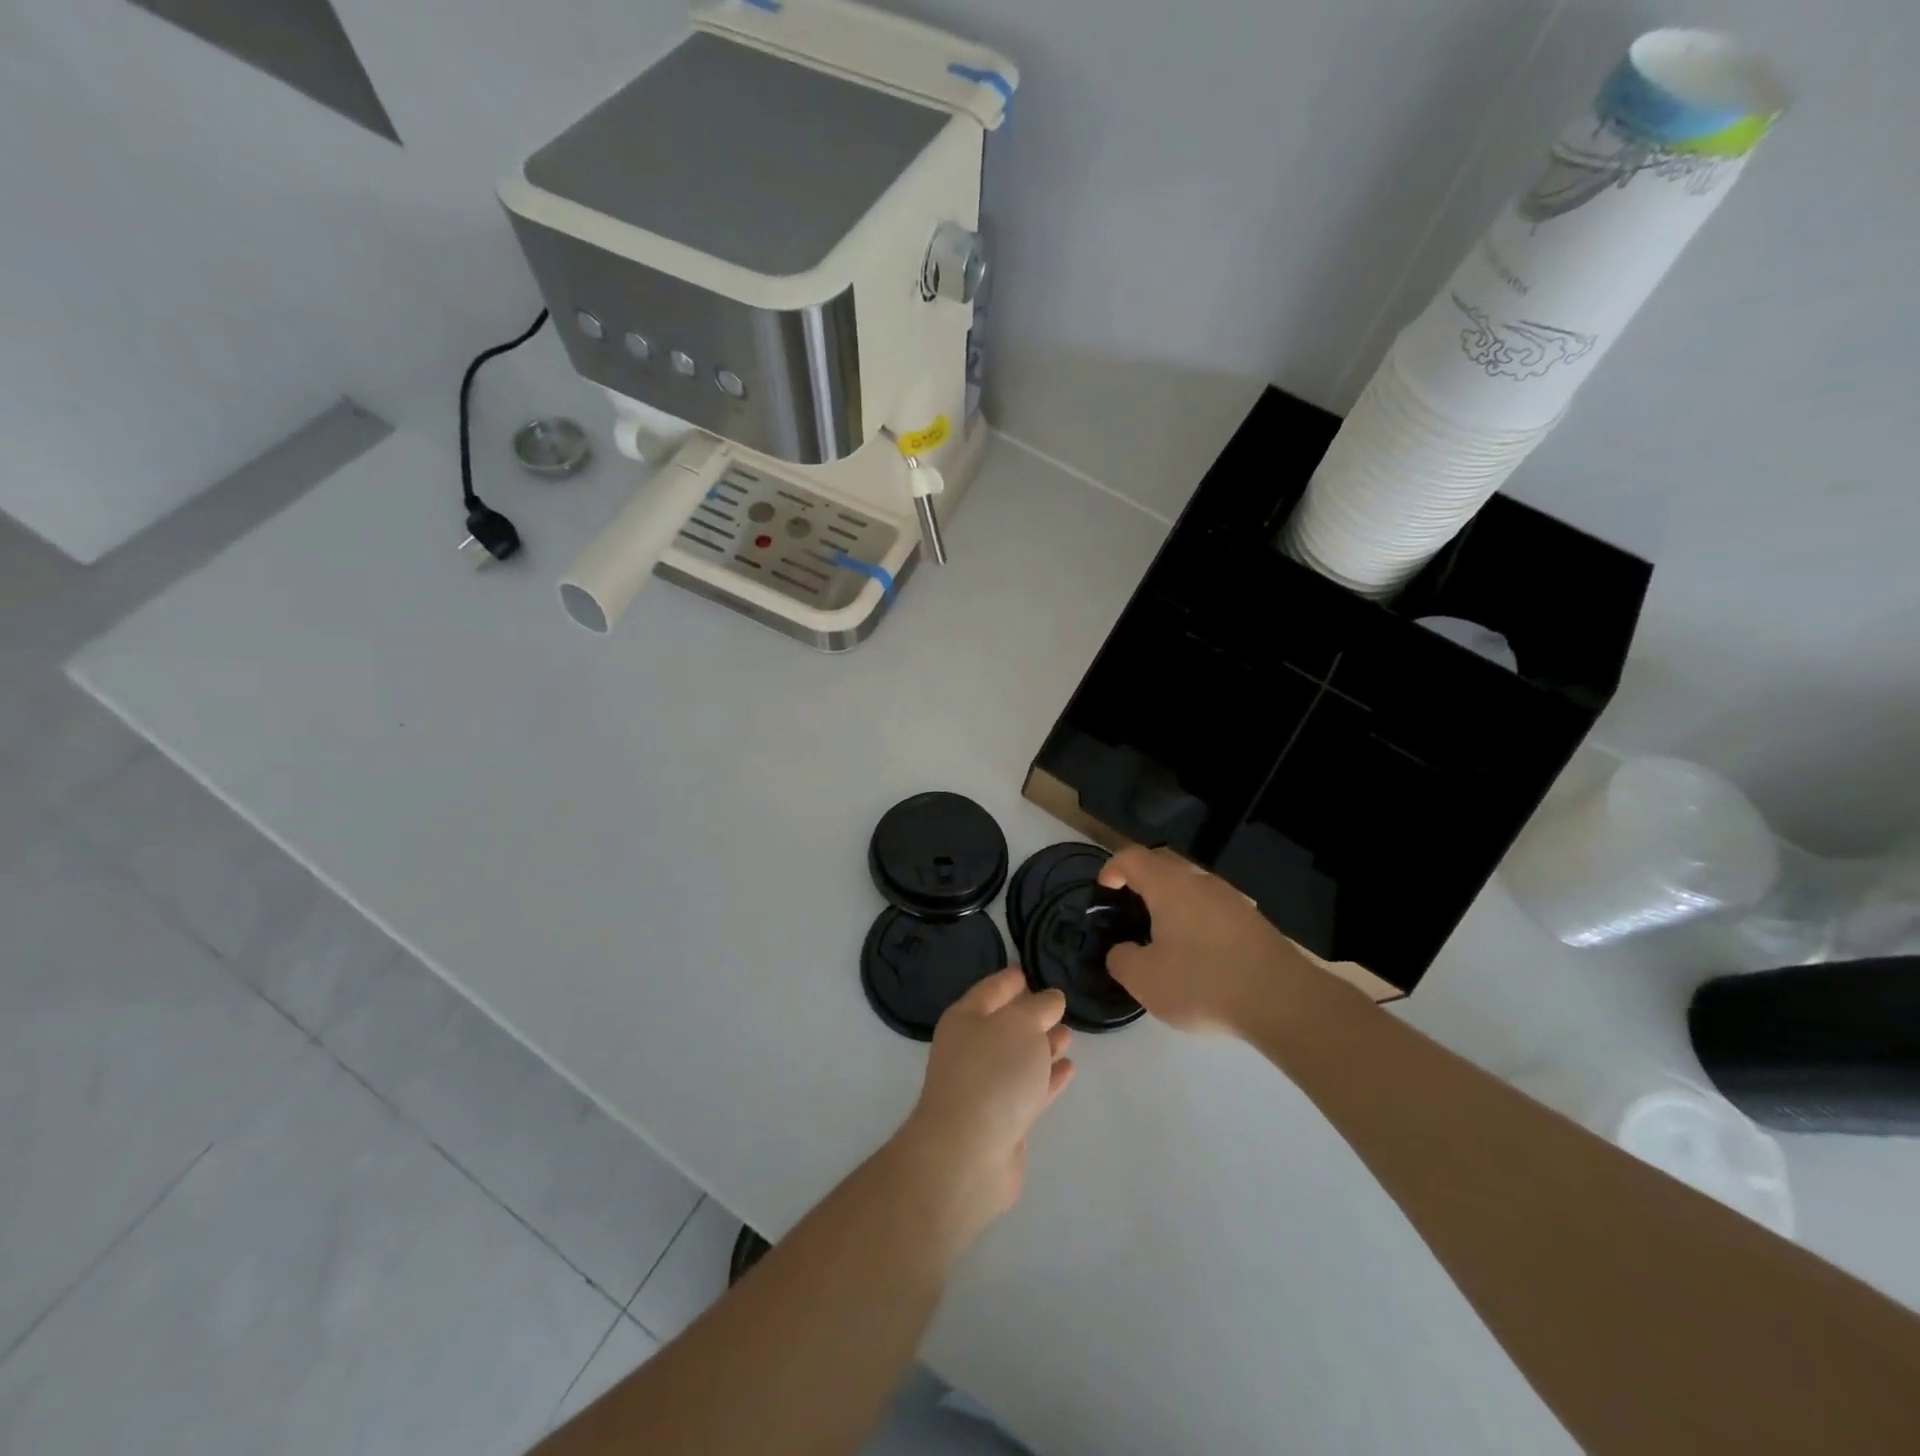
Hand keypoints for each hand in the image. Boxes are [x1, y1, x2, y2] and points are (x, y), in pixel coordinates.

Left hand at [895, 969, 1073, 1252]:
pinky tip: (1069, 1068)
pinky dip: (1048, 1078)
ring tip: (1069, 1033)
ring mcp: (985, 1086)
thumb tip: (1050, 999)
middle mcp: (971, 1050)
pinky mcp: (1003, 1119)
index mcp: (966, 1019)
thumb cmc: (992, 1074)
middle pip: (1004, 1025)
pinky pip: (1029, 1088)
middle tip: (1059, 1004)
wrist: (969, 1154)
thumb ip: (1039, 1008)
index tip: (1027, 970)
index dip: (1009, 980)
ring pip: (1019, 1057)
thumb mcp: (1021, 1025)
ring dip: (1043, 1045)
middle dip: (1031, 1014)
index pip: (990, 990)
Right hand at [1099, 845, 1324, 1034]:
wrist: (1283, 1001)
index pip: (1132, 858)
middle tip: (1130, 909)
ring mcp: (1232, 900)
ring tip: (1163, 935)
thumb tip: (1122, 951)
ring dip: (1172, 903)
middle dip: (1142, 881)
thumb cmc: (1203, 983)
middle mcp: (1201, 882)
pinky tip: (1198, 955)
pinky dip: (1197, 921)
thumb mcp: (1145, 980)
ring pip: (1192, 888)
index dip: (1112, 868)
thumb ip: (1122, 960)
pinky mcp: (1254, 922)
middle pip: (1164, 866)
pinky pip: (1213, 909)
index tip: (1104, 889)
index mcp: (1170, 886)